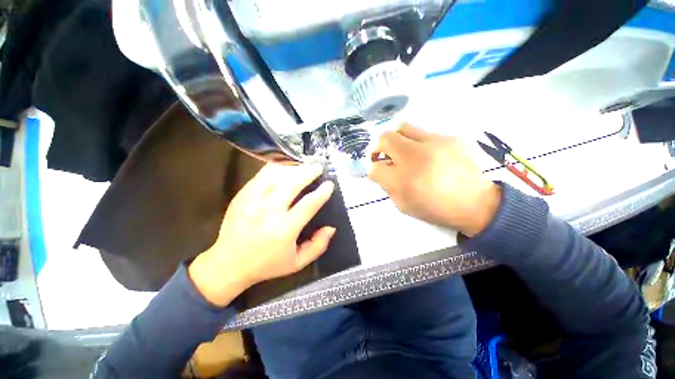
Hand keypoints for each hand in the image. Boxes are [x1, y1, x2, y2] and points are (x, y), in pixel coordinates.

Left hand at [189, 164, 335, 306]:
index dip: (322, 192)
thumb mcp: (298, 263)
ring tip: (303, 166)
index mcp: (284, 230)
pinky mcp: (242, 196)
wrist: (229, 264)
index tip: (329, 184)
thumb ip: (318, 246)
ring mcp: (252, 201)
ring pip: (276, 175)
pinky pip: (261, 175)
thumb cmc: (267, 265)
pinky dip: (276, 169)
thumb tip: (331, 227)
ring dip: (293, 168)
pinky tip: (285, 168)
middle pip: (292, 184)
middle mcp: (268, 212)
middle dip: (308, 173)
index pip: (308, 204)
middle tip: (318, 168)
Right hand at [369, 124, 500, 236]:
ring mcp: (436, 143)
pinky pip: (425, 134)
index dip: (372, 169)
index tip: (377, 170)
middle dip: (379, 146)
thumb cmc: (435, 208)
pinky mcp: (451, 137)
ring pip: (403, 127)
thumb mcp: (403, 204)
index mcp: (404, 180)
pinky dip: (420, 144)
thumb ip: (387, 185)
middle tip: (384, 154)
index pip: (375, 167)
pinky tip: (429, 156)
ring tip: (404, 151)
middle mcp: (417, 157)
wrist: (476, 204)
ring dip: (397, 140)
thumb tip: (380, 169)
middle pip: (385, 138)